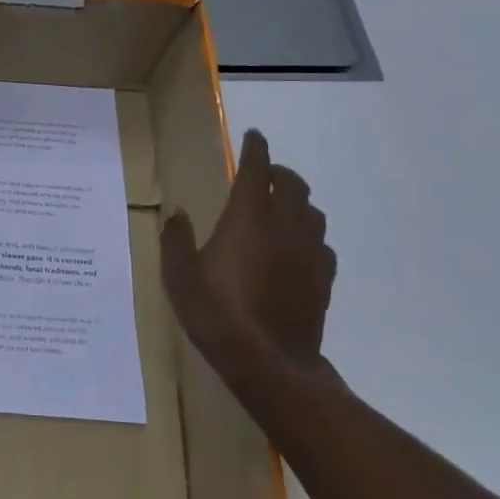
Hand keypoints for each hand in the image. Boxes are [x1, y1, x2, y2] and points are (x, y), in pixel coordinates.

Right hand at [160, 128, 337, 382]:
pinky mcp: (323, 280)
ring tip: (282, 207)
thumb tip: (178, 213)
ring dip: (298, 202)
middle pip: (293, 186)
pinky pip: (322, 244)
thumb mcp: (178, 276)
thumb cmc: (215, 314)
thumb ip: (176, 240)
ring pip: (313, 213)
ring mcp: (309, 254)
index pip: (257, 171)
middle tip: (266, 173)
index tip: (254, 136)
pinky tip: (298, 248)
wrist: (268, 363)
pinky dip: (310, 235)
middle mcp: (284, 228)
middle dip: (280, 172)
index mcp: (247, 220)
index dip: (256, 149)